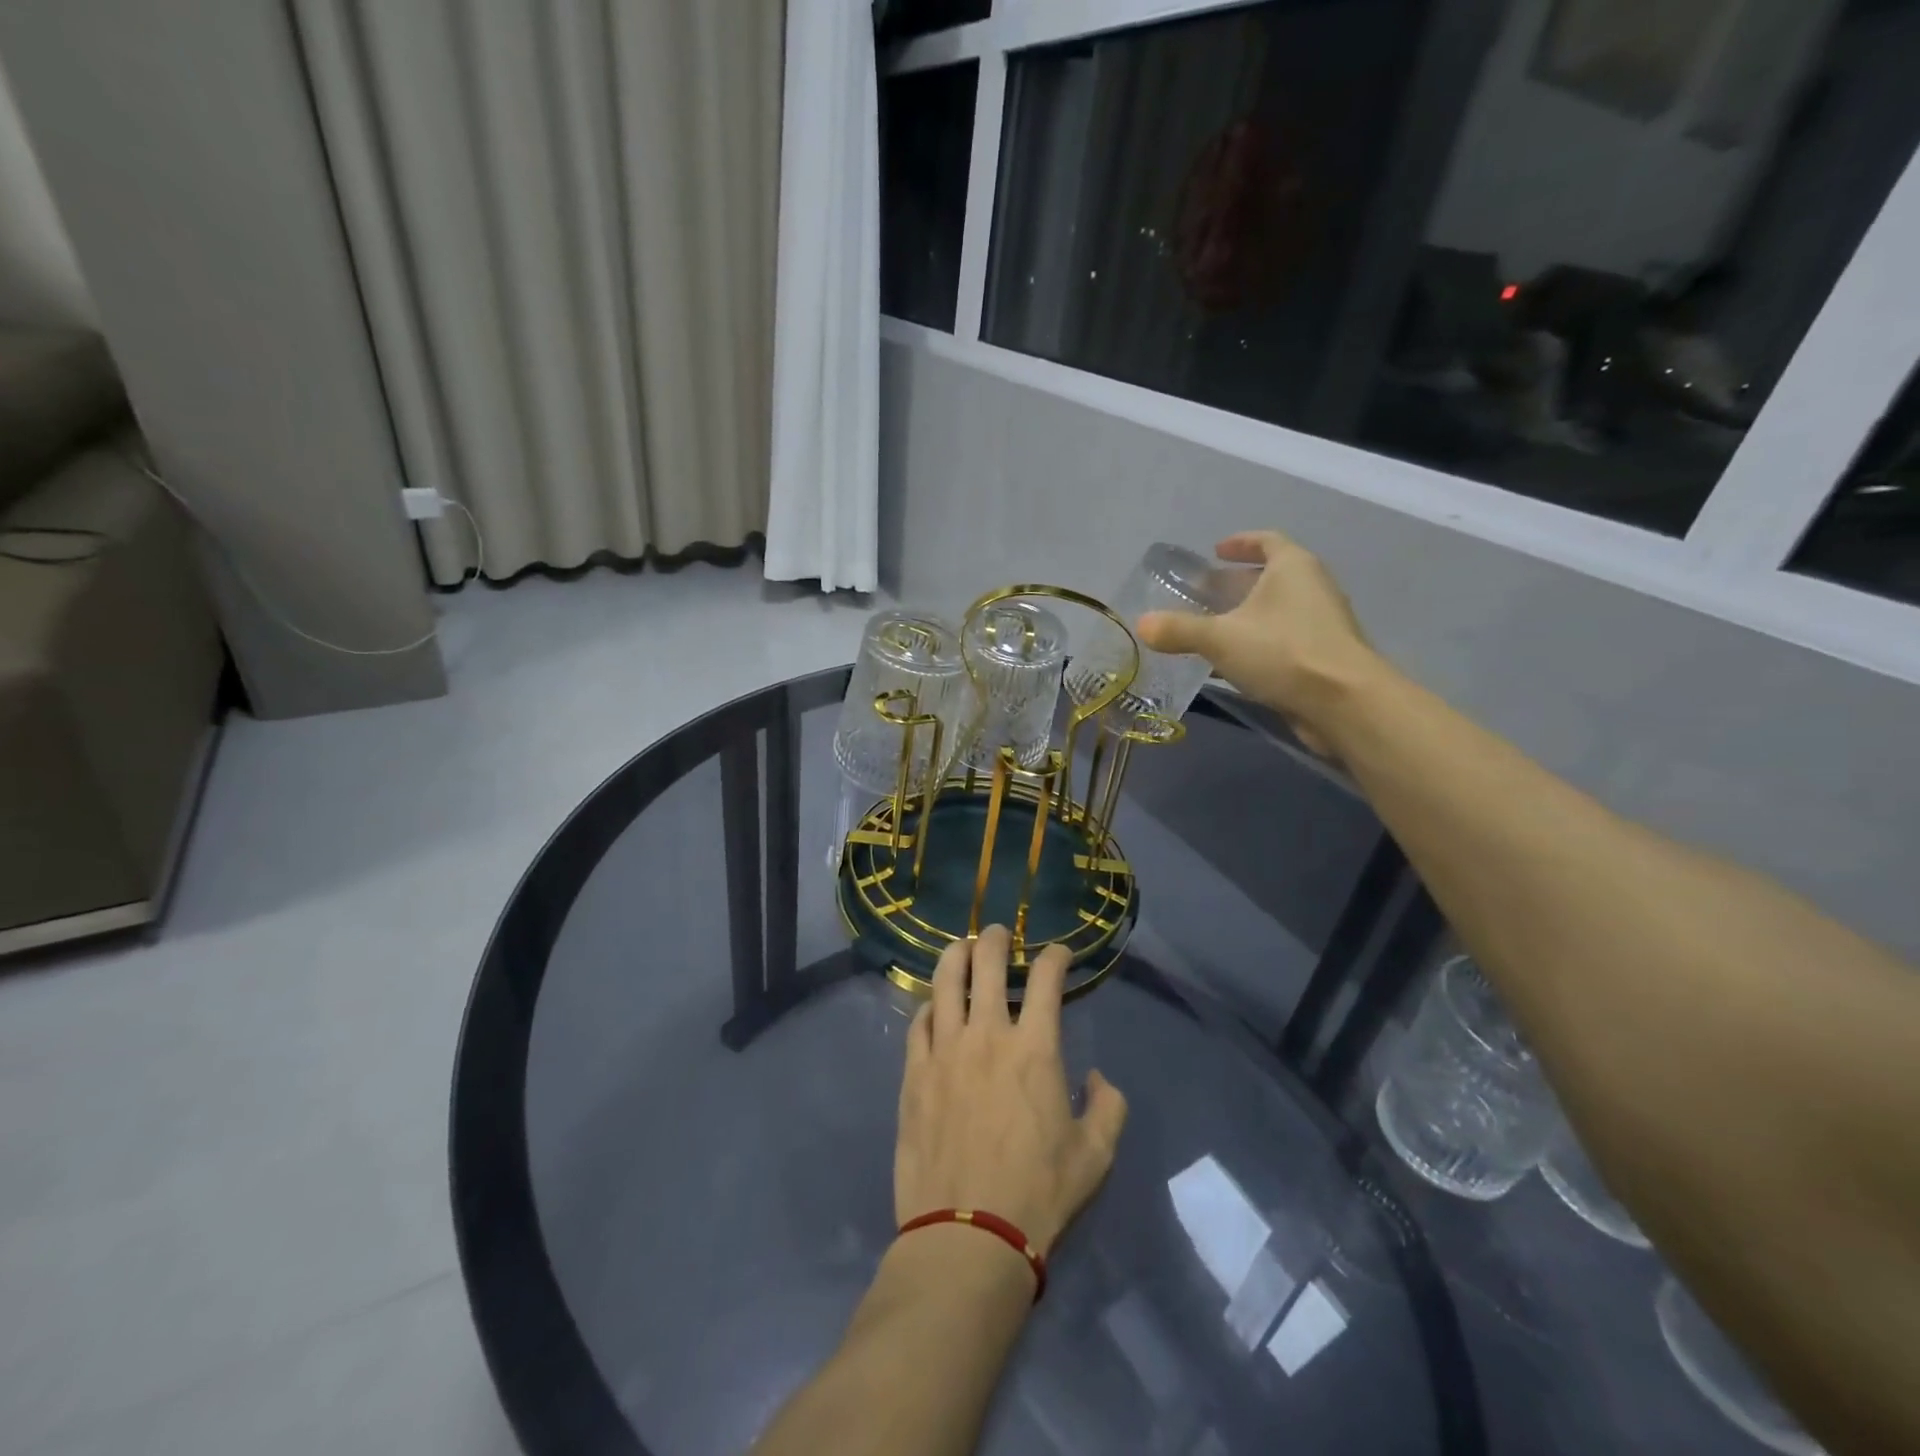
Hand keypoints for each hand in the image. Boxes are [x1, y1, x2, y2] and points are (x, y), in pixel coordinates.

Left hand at [895, 926, 1127, 1259]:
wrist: (967, 1235)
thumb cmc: (1038, 1194)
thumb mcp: (1096, 1156)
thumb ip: (1108, 1107)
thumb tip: (1098, 1078)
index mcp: (1035, 1048)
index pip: (1046, 979)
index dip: (1055, 956)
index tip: (1059, 954)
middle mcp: (987, 1035)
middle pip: (986, 962)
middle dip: (995, 938)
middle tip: (998, 934)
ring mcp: (944, 1050)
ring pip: (945, 981)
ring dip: (955, 956)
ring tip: (961, 948)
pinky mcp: (914, 1073)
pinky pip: (919, 1023)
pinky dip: (929, 1005)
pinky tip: (934, 1006)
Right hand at [1137, 530, 1382, 754]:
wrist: (1344, 703)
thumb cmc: (1283, 652)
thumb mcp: (1220, 638)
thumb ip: (1178, 630)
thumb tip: (1141, 624)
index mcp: (1293, 567)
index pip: (1267, 540)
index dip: (1241, 542)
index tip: (1216, 551)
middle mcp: (1312, 587)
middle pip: (1271, 576)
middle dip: (1237, 584)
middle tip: (1204, 595)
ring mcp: (1322, 623)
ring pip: (1277, 610)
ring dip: (1247, 616)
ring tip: (1213, 630)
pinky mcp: (1324, 656)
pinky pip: (1284, 639)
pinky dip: (1259, 643)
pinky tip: (1234, 664)